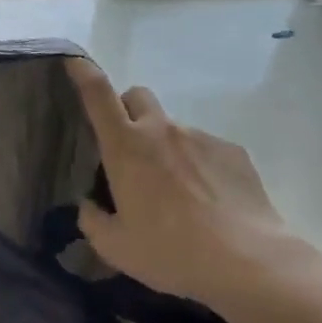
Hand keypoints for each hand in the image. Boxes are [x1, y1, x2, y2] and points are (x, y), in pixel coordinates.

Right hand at [67, 58, 321, 312]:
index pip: (97, 94)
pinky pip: (205, 148)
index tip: (73, 60)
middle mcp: (161, 130)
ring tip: (176, 192)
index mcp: (125, 147)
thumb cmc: (171, 252)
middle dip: (126, 110)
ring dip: (165, 146)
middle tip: (128, 146)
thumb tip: (88, 206)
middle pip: (137, 96)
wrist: (248, 262)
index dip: (82, 71)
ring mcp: (200, 137)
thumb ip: (93, 221)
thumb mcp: (115, 247)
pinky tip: (208, 201)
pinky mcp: (232, 151)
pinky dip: (198, 165)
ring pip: (172, 127)